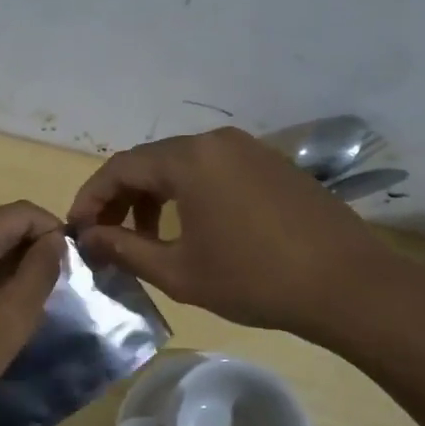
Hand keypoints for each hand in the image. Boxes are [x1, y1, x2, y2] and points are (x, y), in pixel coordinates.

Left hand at [0, 201, 65, 425]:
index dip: (56, 235)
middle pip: (0, 227)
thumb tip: (55, 241)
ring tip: (22, 312)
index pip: (25, 212)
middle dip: (31, 255)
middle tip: (51, 298)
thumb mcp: (7, 320)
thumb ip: (38, 274)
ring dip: (7, 272)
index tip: (72, 273)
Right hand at [67, 127, 418, 342]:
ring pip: (184, 167)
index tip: (76, 230)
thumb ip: (125, 250)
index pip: (120, 167)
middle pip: (151, 162)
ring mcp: (250, 149)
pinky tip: (195, 231)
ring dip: (156, 199)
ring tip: (150, 241)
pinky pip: (215, 171)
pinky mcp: (273, 164)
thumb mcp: (179, 271)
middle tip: (109, 239)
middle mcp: (216, 140)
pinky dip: (190, 196)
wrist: (348, 285)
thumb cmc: (254, 279)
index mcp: (189, 159)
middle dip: (122, 200)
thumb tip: (88, 239)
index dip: (91, 198)